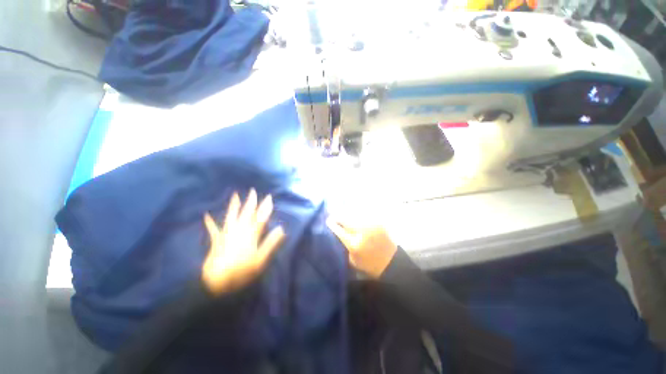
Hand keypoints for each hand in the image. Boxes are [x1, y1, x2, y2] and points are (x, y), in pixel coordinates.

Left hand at [202, 189, 285, 294]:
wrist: (216, 282)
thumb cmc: (242, 271)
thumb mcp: (260, 259)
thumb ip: (271, 243)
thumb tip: (281, 229)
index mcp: (251, 234)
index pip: (260, 217)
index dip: (265, 207)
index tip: (269, 198)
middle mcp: (238, 230)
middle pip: (246, 213)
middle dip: (251, 202)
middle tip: (253, 191)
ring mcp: (226, 234)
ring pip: (231, 216)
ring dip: (234, 205)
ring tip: (235, 195)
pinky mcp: (217, 240)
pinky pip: (213, 229)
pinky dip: (210, 222)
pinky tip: (206, 215)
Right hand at [326, 217, 396, 278]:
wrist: (391, 263)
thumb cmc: (368, 265)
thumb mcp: (351, 260)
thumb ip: (343, 245)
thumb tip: (336, 231)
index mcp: (354, 244)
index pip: (338, 229)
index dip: (331, 223)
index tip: (327, 220)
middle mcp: (362, 232)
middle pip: (345, 218)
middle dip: (338, 215)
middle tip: (333, 213)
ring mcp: (371, 225)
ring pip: (354, 213)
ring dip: (347, 212)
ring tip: (342, 211)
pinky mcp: (378, 221)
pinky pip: (364, 213)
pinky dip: (357, 212)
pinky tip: (354, 212)